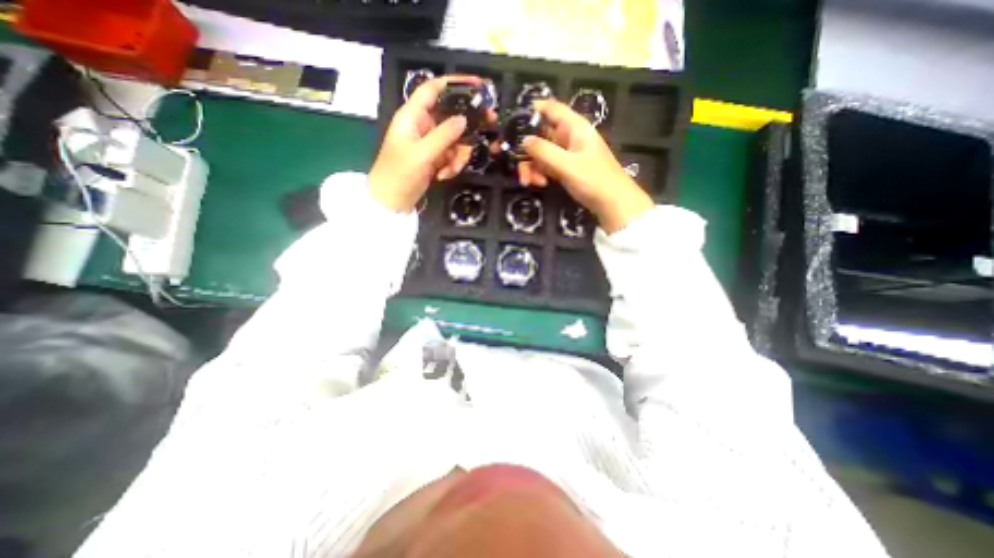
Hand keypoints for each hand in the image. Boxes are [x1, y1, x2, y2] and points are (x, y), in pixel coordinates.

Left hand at [369, 74, 497, 211]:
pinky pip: (452, 155)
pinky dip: (452, 166)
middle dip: (468, 125)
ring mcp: (430, 143)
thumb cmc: (400, 173)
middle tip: (490, 123)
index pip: (433, 90)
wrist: (393, 201)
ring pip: (456, 139)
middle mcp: (423, 125)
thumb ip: (444, 135)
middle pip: (451, 115)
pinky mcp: (435, 158)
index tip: (478, 85)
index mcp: (413, 116)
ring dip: (458, 155)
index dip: (454, 83)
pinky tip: (443, 176)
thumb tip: (464, 120)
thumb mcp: (422, 153)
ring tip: (450, 169)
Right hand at [517, 100, 657, 233]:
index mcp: (574, 128)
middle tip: (514, 164)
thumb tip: (523, 140)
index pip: (551, 109)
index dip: (532, 110)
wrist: (612, 204)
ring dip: (531, 167)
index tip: (513, 121)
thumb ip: (544, 151)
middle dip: (526, 150)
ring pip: (540, 154)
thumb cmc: (594, 180)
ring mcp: (566, 155)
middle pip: (540, 135)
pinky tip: (540, 184)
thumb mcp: (567, 165)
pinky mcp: (565, 170)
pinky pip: (546, 167)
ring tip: (530, 182)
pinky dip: (539, 174)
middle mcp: (568, 138)